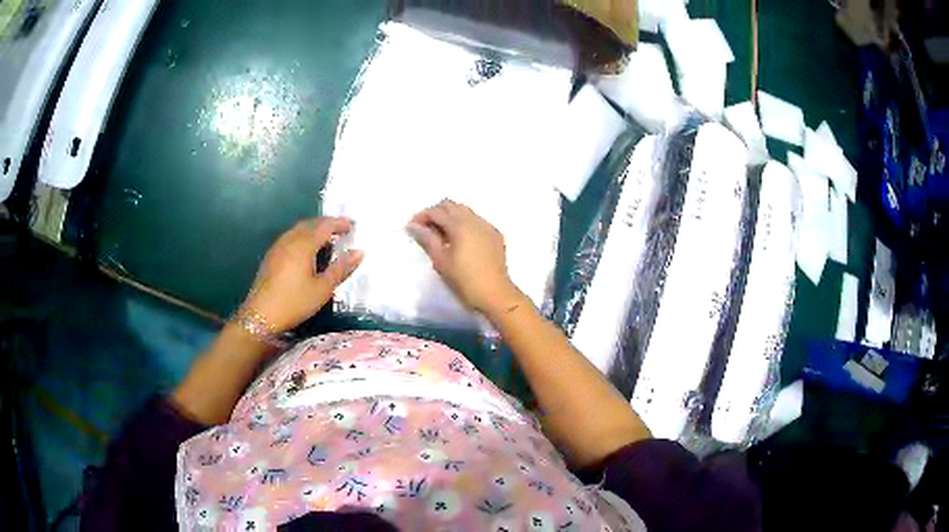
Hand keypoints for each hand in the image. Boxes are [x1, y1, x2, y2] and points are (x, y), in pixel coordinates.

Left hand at [241, 217, 362, 332]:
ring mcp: (278, 247)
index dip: (340, 223)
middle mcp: (290, 240)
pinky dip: (303, 237)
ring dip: (314, 229)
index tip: (353, 225)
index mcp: (304, 244)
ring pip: (299, 230)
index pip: (325, 226)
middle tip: (341, 230)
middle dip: (327, 224)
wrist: (261, 316)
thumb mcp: (323, 288)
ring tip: (326, 240)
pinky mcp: (271, 256)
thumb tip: (360, 252)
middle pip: (311, 223)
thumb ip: (341, 268)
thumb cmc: (295, 302)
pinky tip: (306, 251)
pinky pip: (290, 237)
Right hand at [408, 200, 520, 314]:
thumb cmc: (463, 279)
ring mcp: (487, 226)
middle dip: (436, 212)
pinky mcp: (495, 234)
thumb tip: (413, 225)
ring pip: (465, 211)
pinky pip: (477, 221)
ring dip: (451, 216)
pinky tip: (460, 239)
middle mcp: (474, 219)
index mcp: (459, 224)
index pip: (436, 211)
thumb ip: (427, 239)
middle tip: (426, 228)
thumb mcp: (440, 259)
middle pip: (451, 205)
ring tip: (441, 233)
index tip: (412, 227)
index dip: (422, 216)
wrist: (494, 293)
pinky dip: (465, 223)